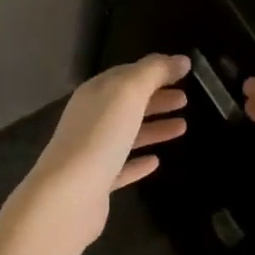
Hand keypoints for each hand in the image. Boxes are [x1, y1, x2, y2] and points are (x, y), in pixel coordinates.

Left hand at [18, 54, 189, 250]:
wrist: (69, 194)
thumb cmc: (100, 136)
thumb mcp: (127, 93)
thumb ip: (153, 72)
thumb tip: (180, 59)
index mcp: (94, 94)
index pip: (125, 75)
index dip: (153, 71)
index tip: (182, 72)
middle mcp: (90, 119)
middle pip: (126, 104)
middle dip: (155, 99)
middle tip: (186, 99)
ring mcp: (92, 152)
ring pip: (126, 134)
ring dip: (153, 128)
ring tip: (182, 127)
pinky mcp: (97, 183)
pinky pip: (121, 167)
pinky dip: (139, 162)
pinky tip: (156, 162)